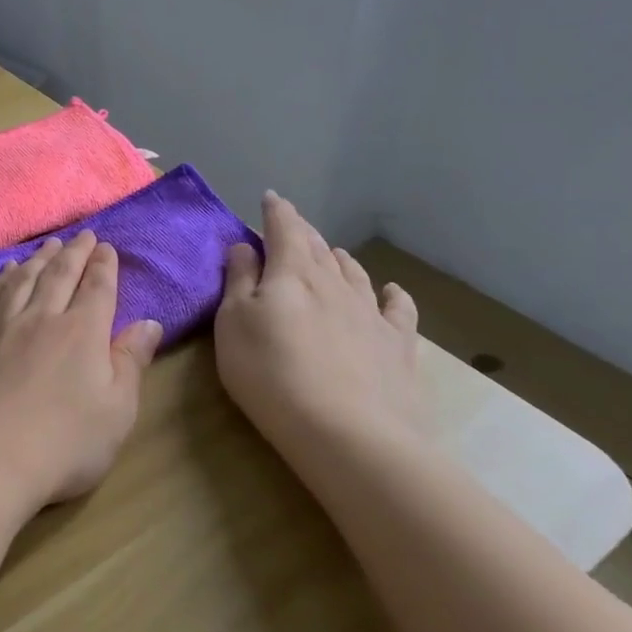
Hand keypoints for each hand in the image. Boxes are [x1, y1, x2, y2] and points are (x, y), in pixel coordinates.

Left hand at [0, 230, 162, 519]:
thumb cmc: (62, 445)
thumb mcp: (116, 412)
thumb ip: (131, 363)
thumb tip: (149, 323)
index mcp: (83, 332)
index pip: (98, 288)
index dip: (104, 265)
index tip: (107, 247)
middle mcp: (43, 318)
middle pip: (61, 275)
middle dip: (75, 253)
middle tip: (83, 235)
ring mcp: (4, 327)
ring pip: (25, 279)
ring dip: (40, 258)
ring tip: (50, 244)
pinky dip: (2, 278)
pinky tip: (6, 271)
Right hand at [214, 191, 425, 458]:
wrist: (348, 433)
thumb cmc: (271, 374)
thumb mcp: (233, 324)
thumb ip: (238, 281)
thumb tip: (244, 246)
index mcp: (291, 272)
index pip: (284, 228)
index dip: (276, 210)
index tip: (270, 198)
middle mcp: (334, 282)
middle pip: (318, 246)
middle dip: (303, 232)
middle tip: (292, 225)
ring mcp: (370, 312)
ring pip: (354, 272)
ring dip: (339, 258)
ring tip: (332, 252)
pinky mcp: (398, 345)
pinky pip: (398, 308)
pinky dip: (392, 293)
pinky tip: (391, 290)